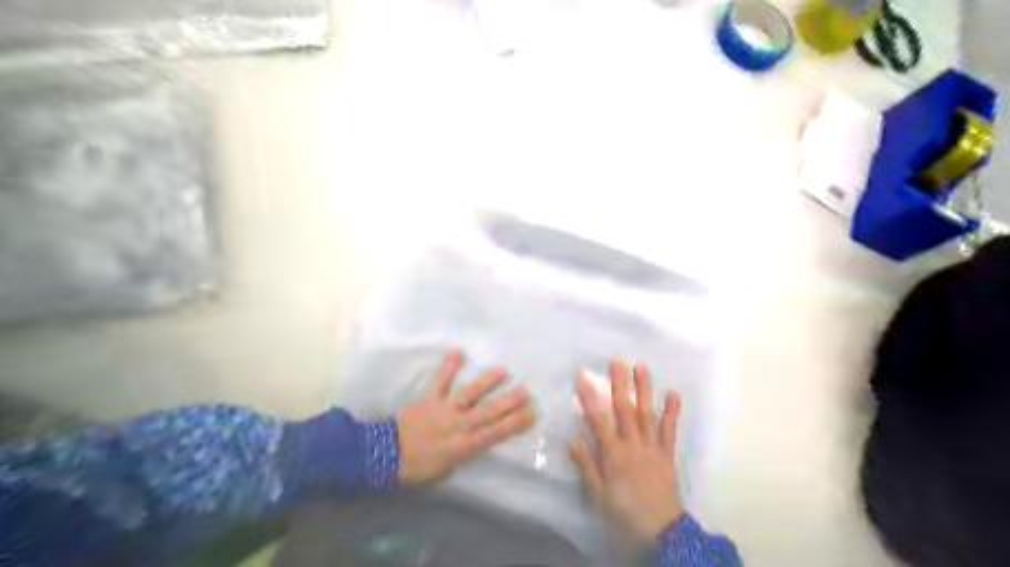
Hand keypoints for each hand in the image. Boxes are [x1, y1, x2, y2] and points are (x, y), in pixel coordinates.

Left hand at [395, 350, 534, 486]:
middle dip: (510, 401)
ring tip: (503, 370)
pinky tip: (458, 351)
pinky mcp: (429, 398)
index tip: (532, 413)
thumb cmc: (417, 468)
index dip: (516, 423)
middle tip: (527, 391)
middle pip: (490, 412)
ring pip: (471, 394)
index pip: (497, 433)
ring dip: (488, 382)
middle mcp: (460, 425)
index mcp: (465, 446)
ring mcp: (445, 409)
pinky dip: (449, 367)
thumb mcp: (447, 470)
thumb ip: (464, 452)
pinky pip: (440, 381)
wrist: (385, 457)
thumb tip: (475, 439)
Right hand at [572, 361, 681, 542]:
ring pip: (647, 414)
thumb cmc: (624, 514)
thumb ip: (587, 465)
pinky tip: (672, 393)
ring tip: (641, 367)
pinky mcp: (667, 454)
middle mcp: (633, 445)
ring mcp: (653, 448)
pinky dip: (671, 411)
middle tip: (616, 361)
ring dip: (644, 389)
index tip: (582, 376)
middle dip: (619, 384)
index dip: (589, 397)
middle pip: (625, 410)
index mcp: (614, 455)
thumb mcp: (598, 496)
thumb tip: (573, 438)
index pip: (598, 420)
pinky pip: (669, 430)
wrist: (662, 534)